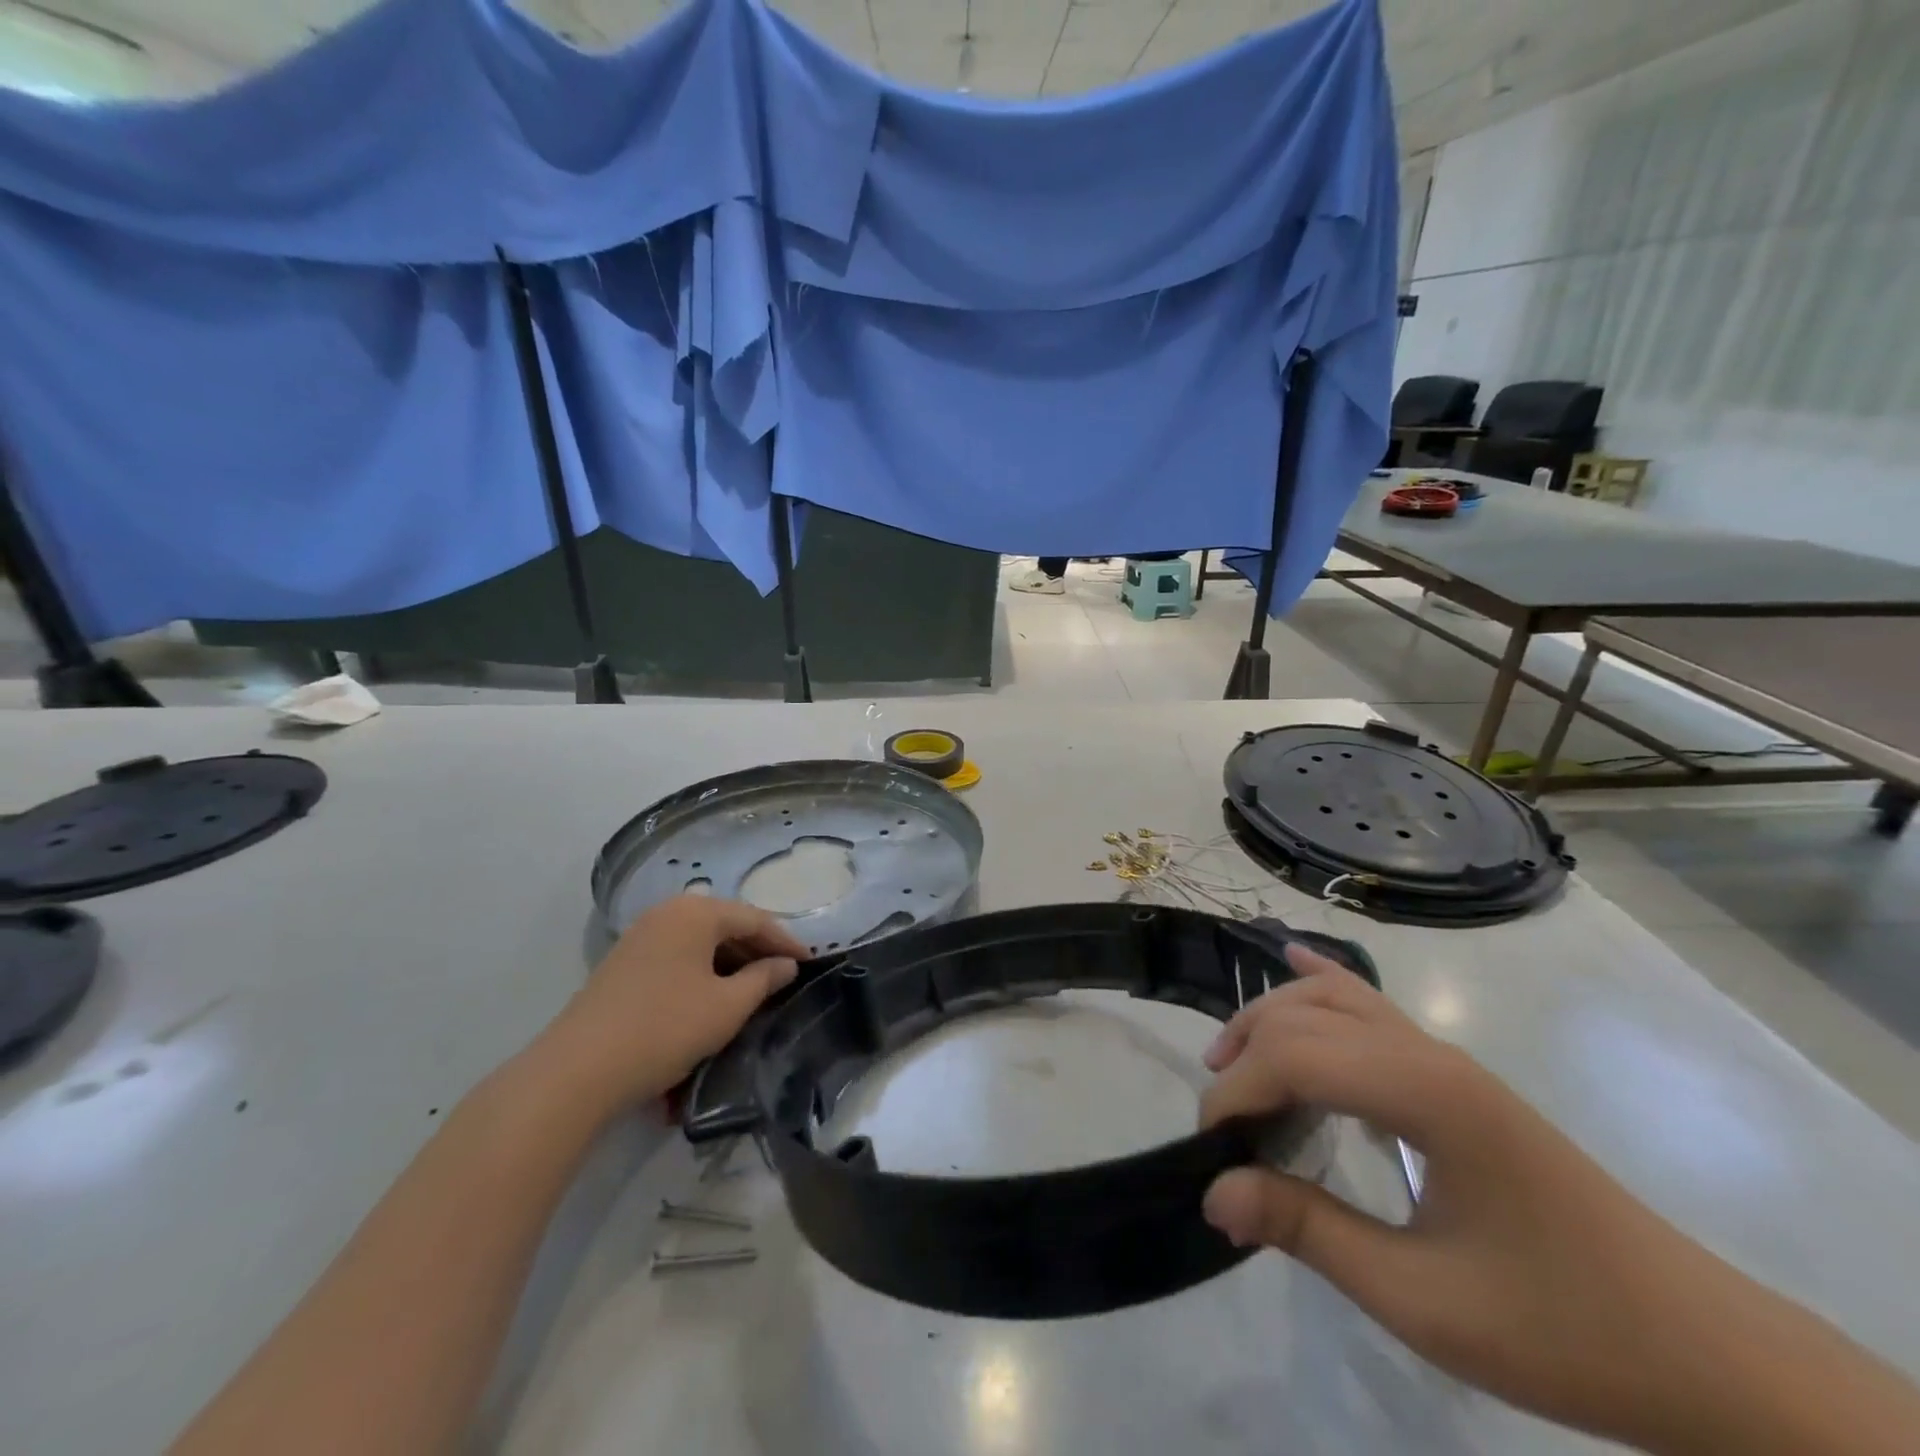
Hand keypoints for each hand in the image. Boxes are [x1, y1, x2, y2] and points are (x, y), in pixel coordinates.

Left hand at [535, 896, 804, 1120]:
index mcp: (696, 912)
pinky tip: (713, 994)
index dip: (786, 942)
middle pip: (726, 924)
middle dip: (758, 949)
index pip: (755, 919)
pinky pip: (678, 955)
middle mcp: (668, 912)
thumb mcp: (727, 1007)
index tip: (811, 963)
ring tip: (754, 988)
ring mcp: (641, 935)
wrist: (577, 1071)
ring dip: (730, 961)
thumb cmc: (666, 1028)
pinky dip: (703, 969)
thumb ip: (763, 979)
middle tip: (785, 975)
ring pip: (701, 940)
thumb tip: (785, 965)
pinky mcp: (624, 962)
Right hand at [1197, 946, 1919, 1455]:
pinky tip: (1293, 959)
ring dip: (1271, 1020)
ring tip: (1233, 1068)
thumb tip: (1214, 1191)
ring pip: (1331, 999)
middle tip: (1222, 1130)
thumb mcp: (1422, 1299)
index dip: (1235, 1094)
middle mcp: (1426, 1051)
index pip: (1292, 1057)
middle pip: (1302, 1017)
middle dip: (1244, 1059)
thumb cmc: (1561, 1327)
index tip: (1211, 1153)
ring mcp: (1443, 1056)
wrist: (1702, 1353)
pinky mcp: (1452, 1074)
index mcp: (1422, 1091)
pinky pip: (1371, 1006)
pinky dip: (1322, 982)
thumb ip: (1308, 1231)